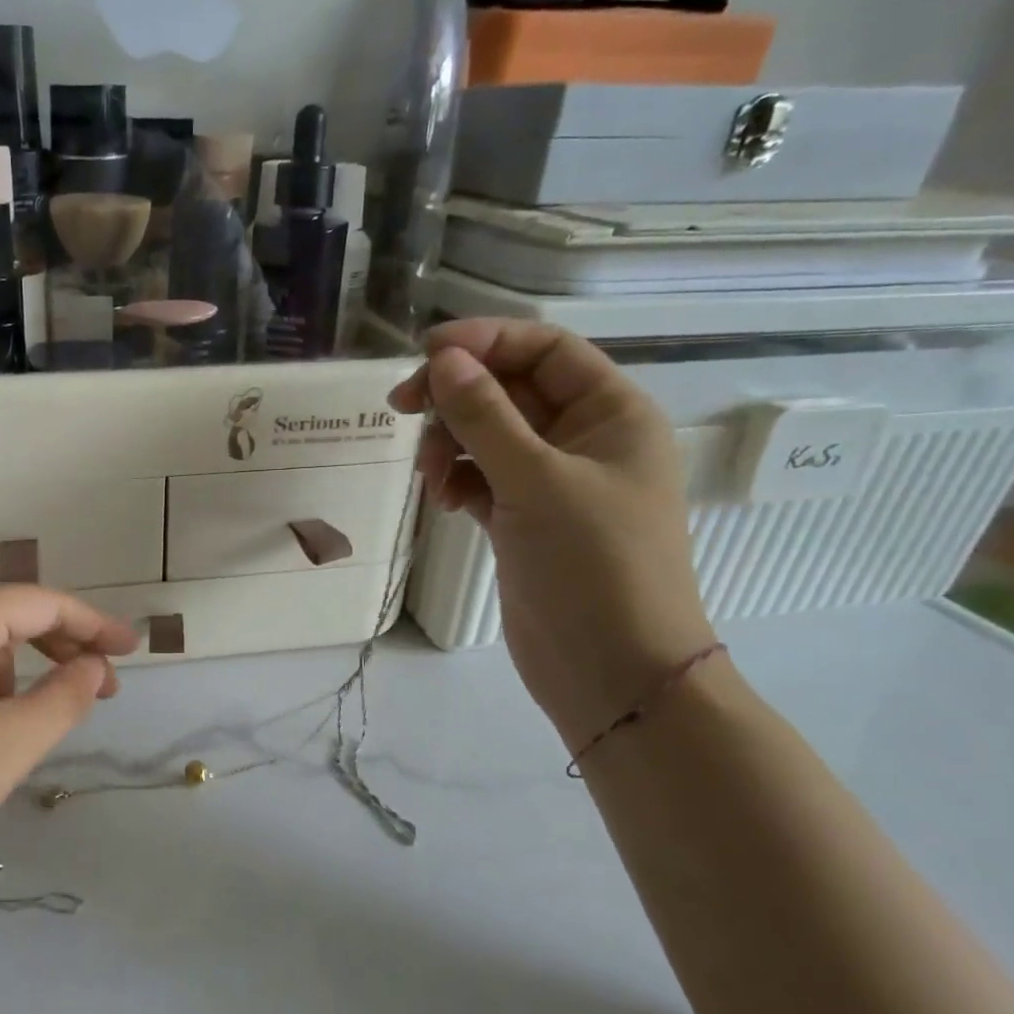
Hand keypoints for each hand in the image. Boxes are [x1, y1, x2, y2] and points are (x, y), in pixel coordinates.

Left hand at [0, 588, 137, 915]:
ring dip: (20, 675)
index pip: (41, 604)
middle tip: (103, 687)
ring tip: (34, 725)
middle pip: (9, 619)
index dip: (94, 625)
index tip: (133, 648)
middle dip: (60, 649)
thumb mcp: (11, 743)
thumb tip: (94, 665)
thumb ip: (66, 696)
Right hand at [390, 319, 715, 749]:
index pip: (544, 349)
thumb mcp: (536, 480)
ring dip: (450, 442)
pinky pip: (481, 476)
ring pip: (488, 434)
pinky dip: (457, 479)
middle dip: (456, 396)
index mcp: (611, 413)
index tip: (423, 354)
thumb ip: (485, 416)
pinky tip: (443, 500)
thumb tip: (443, 359)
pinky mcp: (525, 518)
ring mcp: (553, 481)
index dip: (485, 341)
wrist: (612, 672)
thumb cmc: (593, 565)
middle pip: (509, 389)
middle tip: (401, 409)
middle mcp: (584, 438)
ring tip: (430, 476)